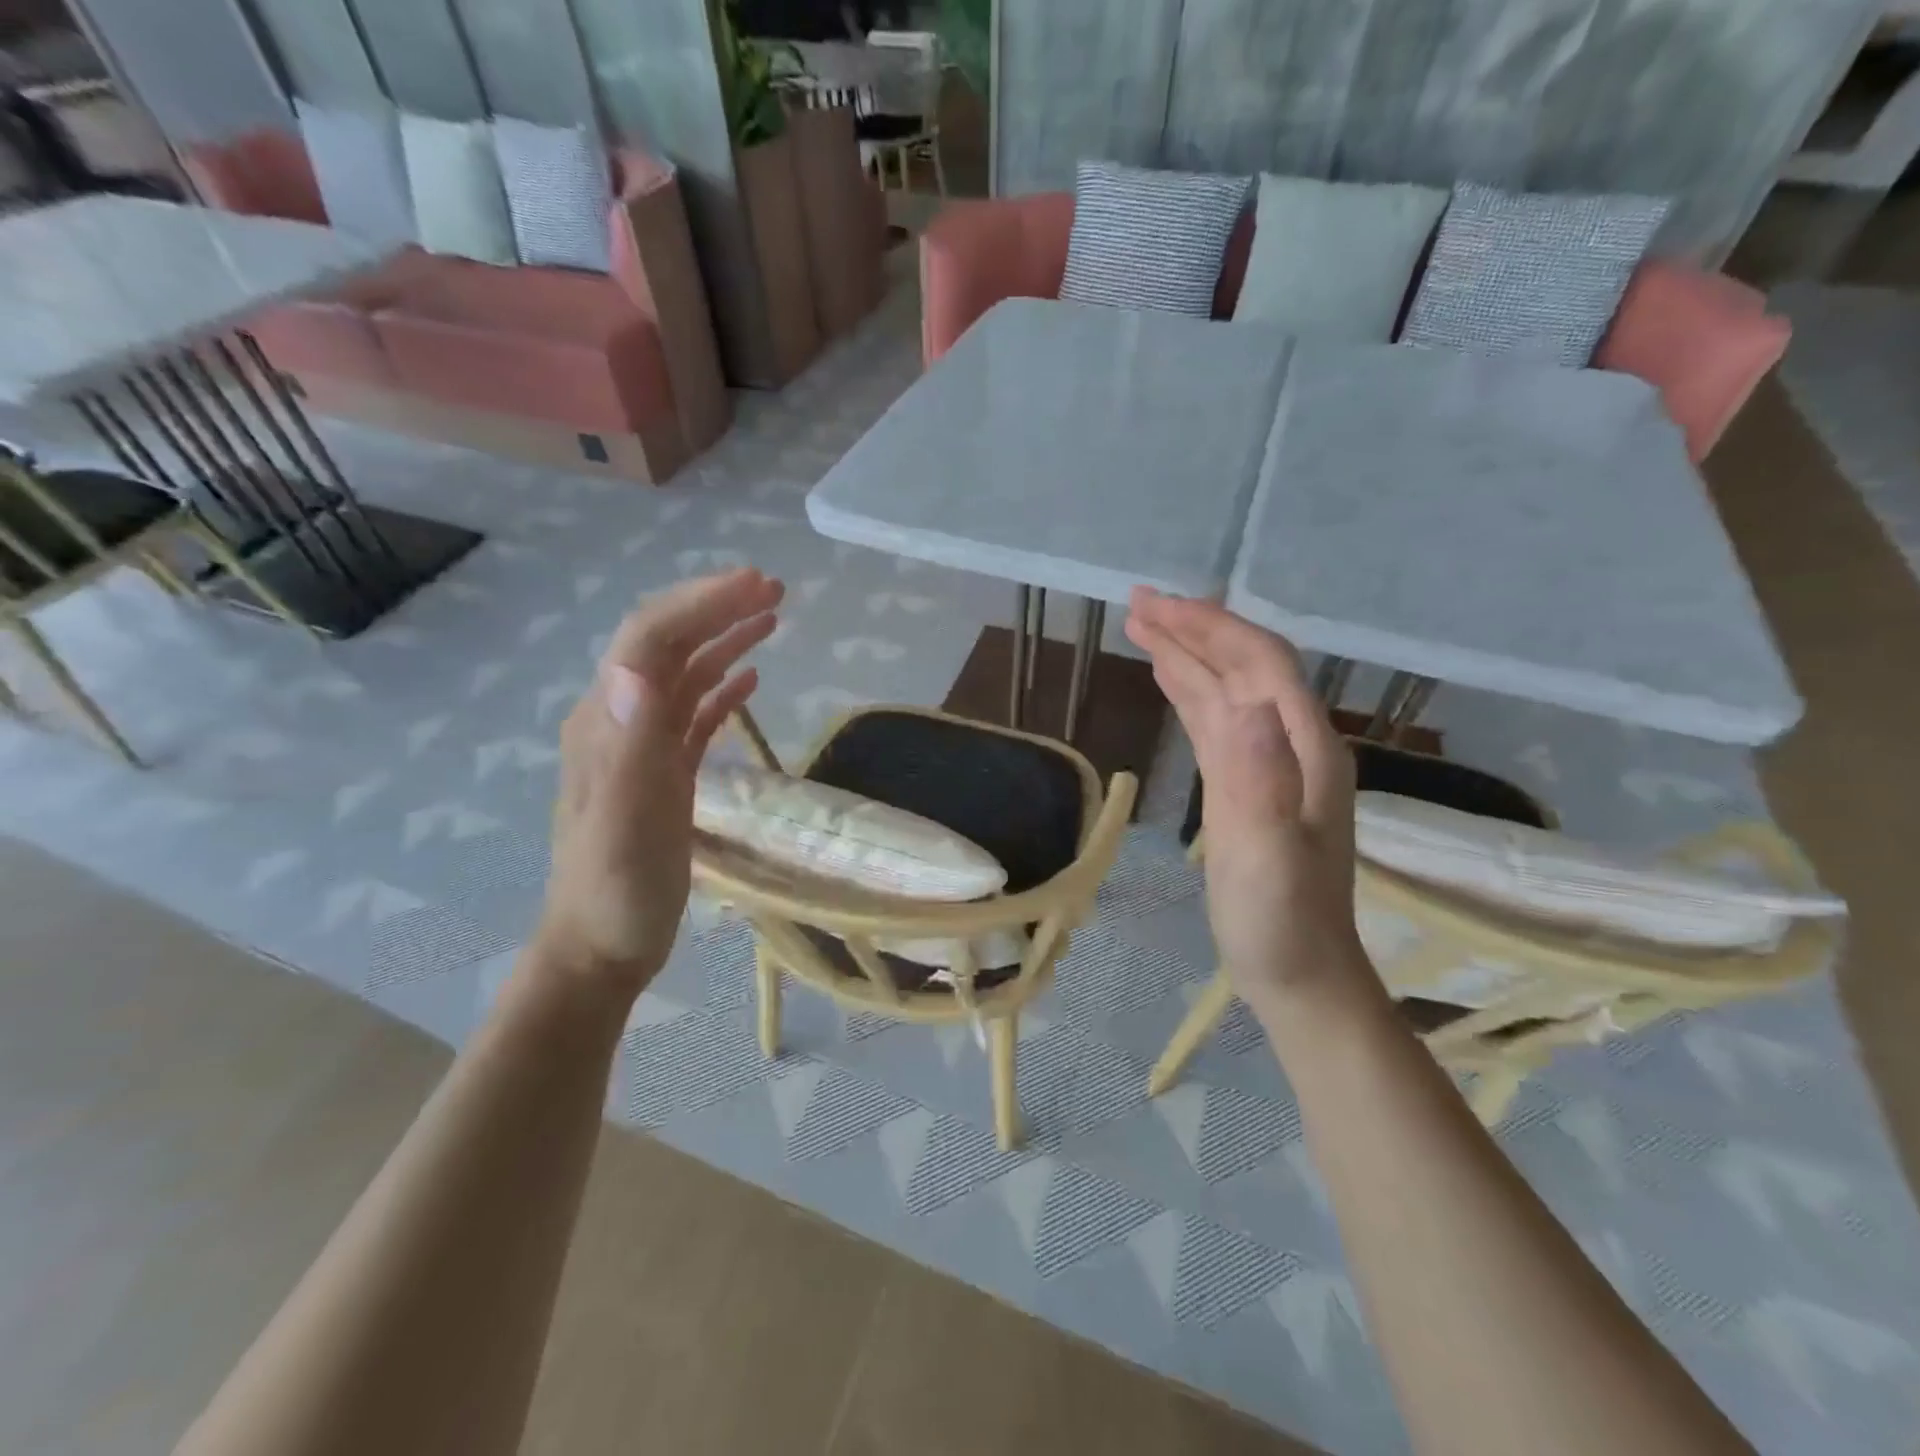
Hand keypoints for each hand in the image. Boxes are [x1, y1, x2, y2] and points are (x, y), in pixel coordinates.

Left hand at [540, 568, 784, 994]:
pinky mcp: (663, 773)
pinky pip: (694, 715)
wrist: (600, 949)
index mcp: (608, 722)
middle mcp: (621, 721)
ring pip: (684, 675)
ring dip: (724, 640)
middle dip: (716, 608)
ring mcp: (642, 747)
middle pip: (668, 645)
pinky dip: (722, 688)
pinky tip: (751, 680)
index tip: (756, 585)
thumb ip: (631, 745)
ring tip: (772, 618)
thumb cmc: (616, 891)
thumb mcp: (625, 822)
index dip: (701, 604)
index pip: (651, 638)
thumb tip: (635, 668)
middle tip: (774, 589)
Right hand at [1125, 589, 1371, 1018]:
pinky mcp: (1245, 786)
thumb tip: (1239, 704)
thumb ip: (1258, 780)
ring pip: (1227, 690)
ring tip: (1142, 627)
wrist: (1300, 974)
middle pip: (1244, 666)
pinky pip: (1216, 722)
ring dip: (1188, 655)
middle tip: (1137, 604)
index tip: (1158, 606)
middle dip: (1194, 630)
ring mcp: (1269, 765)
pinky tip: (1171, 680)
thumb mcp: (1268, 855)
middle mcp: (1291, 745)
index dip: (1212, 628)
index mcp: (1304, 750)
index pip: (1261, 664)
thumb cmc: (1281, 921)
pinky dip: (1191, 692)